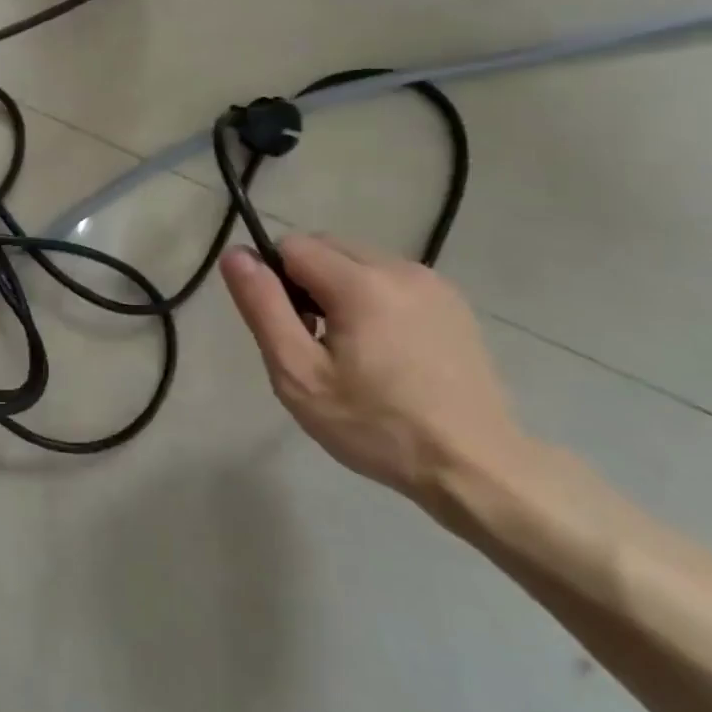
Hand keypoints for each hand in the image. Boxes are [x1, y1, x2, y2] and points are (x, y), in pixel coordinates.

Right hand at [220, 235, 529, 507]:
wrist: (475, 466)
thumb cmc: (376, 426)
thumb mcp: (300, 375)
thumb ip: (263, 308)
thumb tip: (235, 255)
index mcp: (361, 282)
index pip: (292, 245)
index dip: (275, 282)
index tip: (288, 330)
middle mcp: (399, 267)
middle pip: (326, 248)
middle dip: (306, 283)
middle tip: (315, 345)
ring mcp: (433, 282)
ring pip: (359, 262)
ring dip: (340, 290)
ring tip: (352, 352)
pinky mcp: (454, 302)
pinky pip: (392, 280)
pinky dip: (374, 300)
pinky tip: (387, 352)